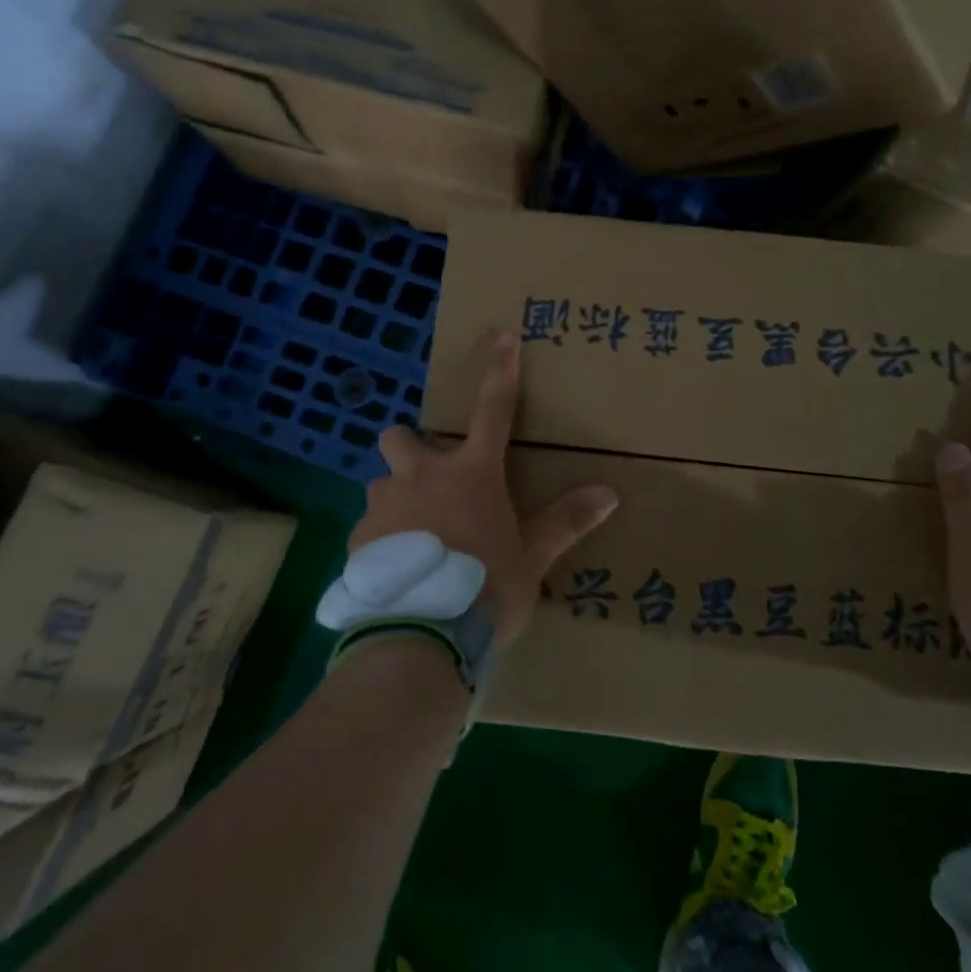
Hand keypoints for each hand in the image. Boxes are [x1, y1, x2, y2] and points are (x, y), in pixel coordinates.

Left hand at [353, 332, 618, 646]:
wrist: (421, 635)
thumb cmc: (486, 588)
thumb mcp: (532, 558)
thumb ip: (566, 522)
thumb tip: (610, 493)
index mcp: (471, 472)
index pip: (493, 408)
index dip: (501, 370)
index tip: (503, 336)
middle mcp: (422, 475)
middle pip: (401, 436)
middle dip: (411, 446)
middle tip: (429, 478)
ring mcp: (385, 503)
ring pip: (382, 483)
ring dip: (397, 499)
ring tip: (415, 540)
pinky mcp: (359, 538)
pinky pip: (370, 528)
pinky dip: (383, 540)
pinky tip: (398, 572)